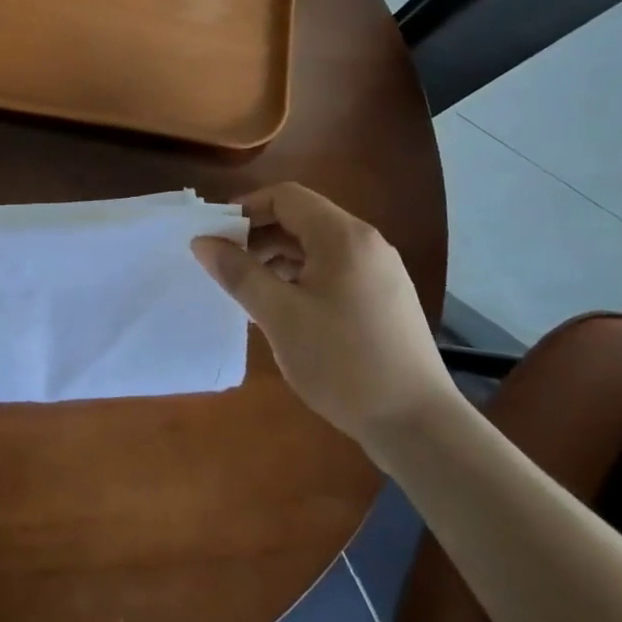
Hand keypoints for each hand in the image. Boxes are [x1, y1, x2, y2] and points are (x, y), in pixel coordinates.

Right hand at [191, 183, 456, 452]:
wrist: (418, 424)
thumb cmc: (342, 362)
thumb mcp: (279, 316)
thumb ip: (238, 273)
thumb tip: (202, 242)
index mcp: (343, 237)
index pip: (286, 197)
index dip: (245, 208)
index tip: (215, 235)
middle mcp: (366, 243)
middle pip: (302, 218)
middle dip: (259, 234)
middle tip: (226, 264)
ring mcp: (380, 271)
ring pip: (317, 246)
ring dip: (278, 257)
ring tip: (249, 289)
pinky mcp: (384, 298)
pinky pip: (333, 270)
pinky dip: (301, 276)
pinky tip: (283, 309)